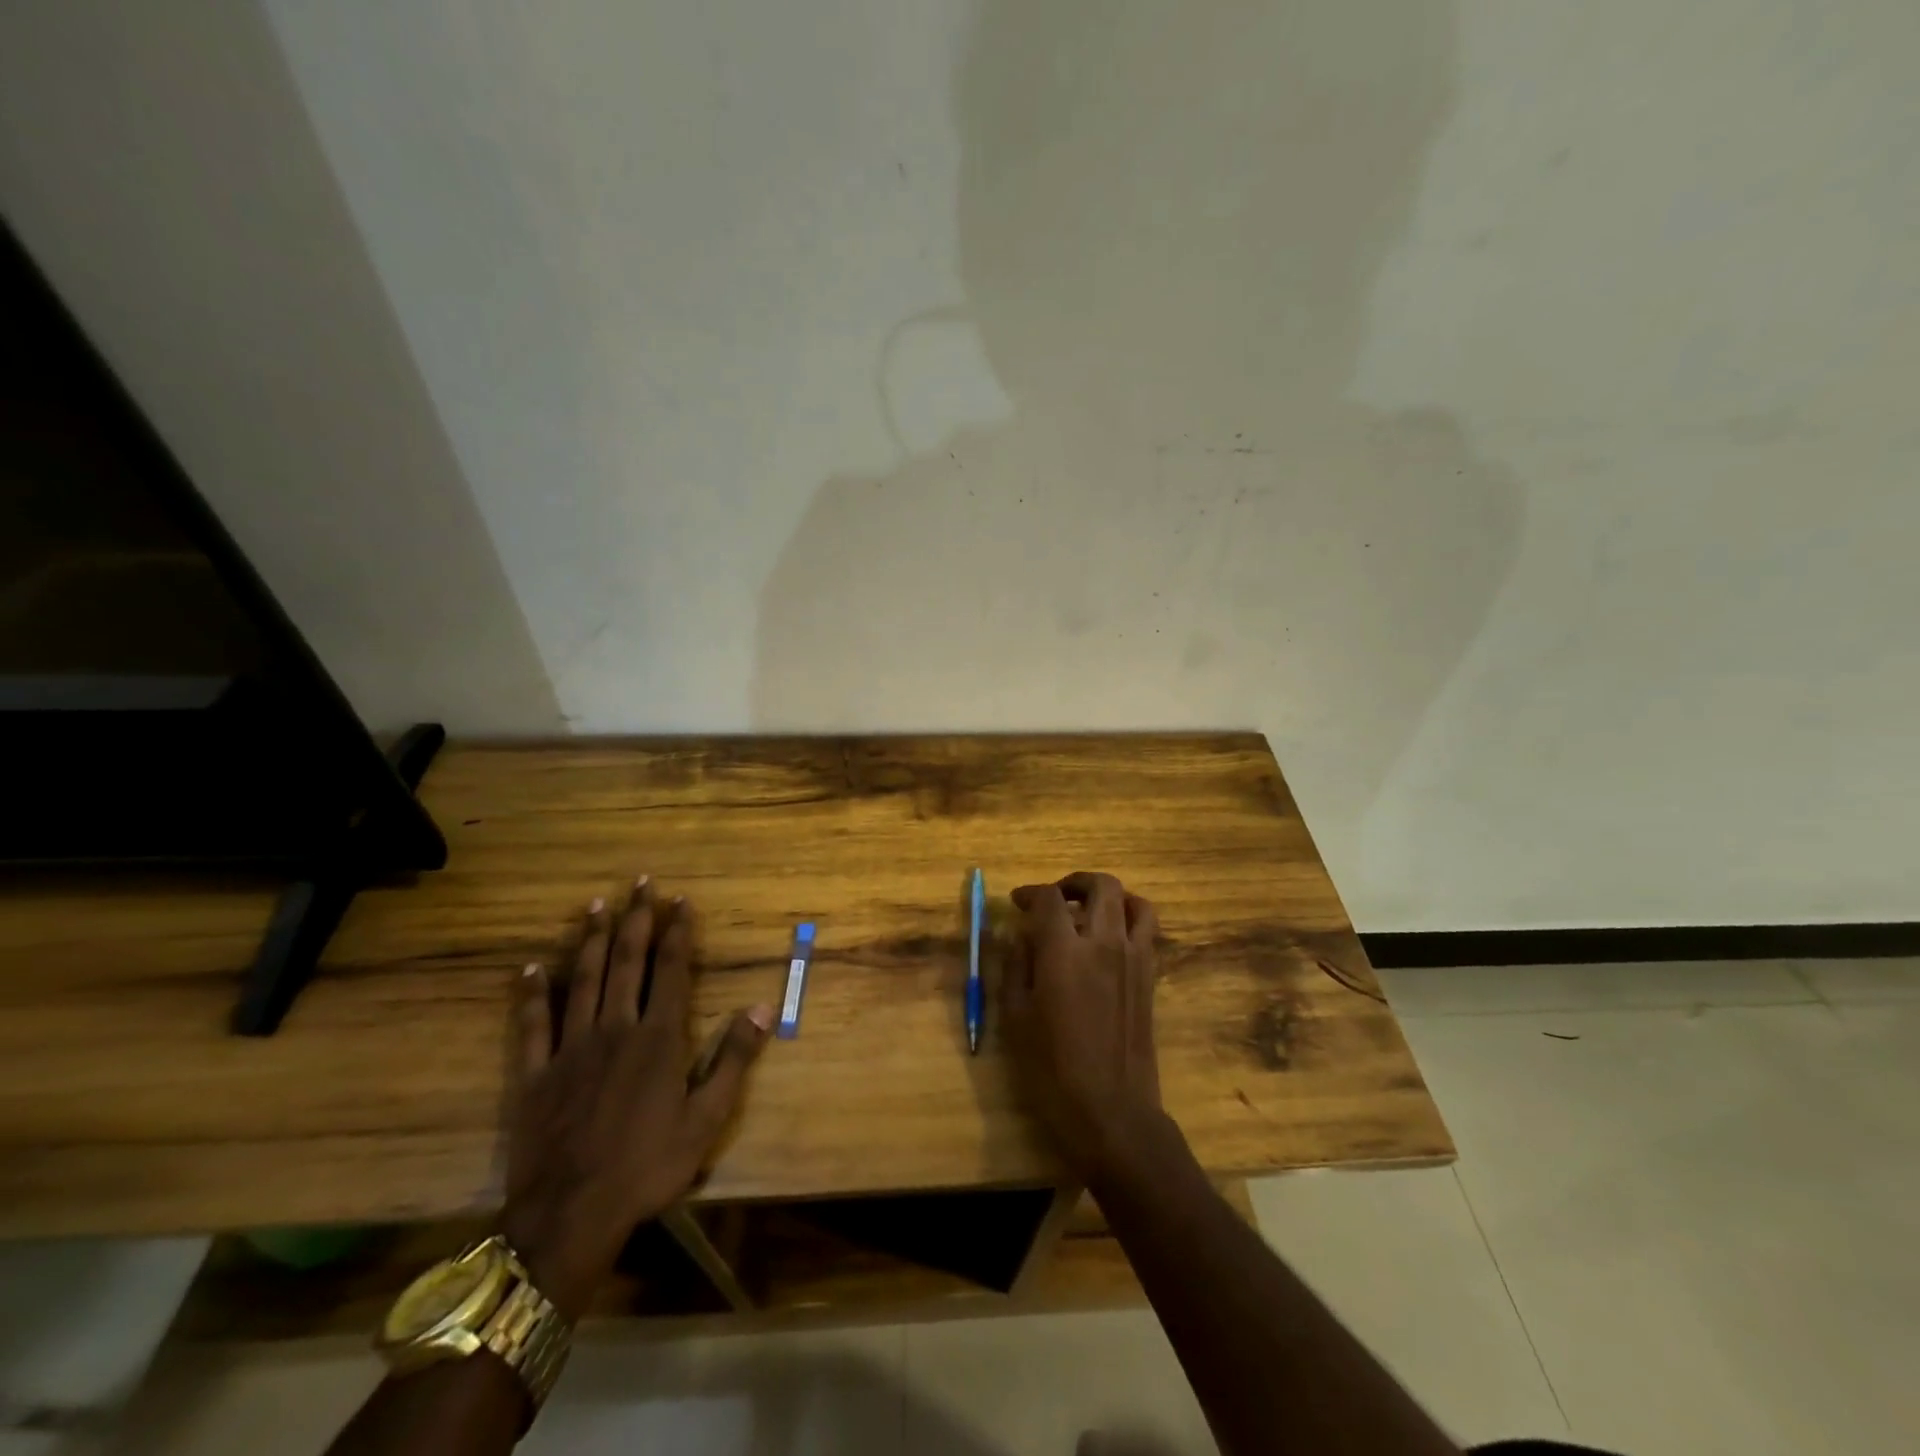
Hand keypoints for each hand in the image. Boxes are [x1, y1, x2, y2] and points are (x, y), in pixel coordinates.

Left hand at [499, 879, 773, 1319]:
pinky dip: (532, 993)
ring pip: (583, 981)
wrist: (570, 1215)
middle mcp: (615, 1029)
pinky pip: (532, 1025)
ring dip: (592, 940)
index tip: (680, 901)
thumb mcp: (707, 1119)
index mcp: (658, 1039)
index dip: (677, 932)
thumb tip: (761, 1007)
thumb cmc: (648, 1166)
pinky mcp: (535, 1074)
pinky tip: (532, 967)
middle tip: (640, 884)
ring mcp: (571, 1049)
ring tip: (597, 905)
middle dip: (636, 920)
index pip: (670, 970)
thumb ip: (734, 1059)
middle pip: (627, 963)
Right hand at [1004, 872, 1162, 1182]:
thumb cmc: (1052, 1069)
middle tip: (1056, 899)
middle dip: (1075, 883)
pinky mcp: (1151, 978)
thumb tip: (1020, 936)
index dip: (1031, 893)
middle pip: (1101, 886)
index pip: (1049, 900)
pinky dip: (1130, 921)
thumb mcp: (1016, 1017)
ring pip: (1134, 902)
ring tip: (1090, 912)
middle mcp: (1104, 943)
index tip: (1018, 902)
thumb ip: (1016, 966)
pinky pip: (1147, 932)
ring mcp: (1135, 959)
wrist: (1112, 1111)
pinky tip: (1109, 942)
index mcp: (1064, 952)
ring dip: (1111, 897)